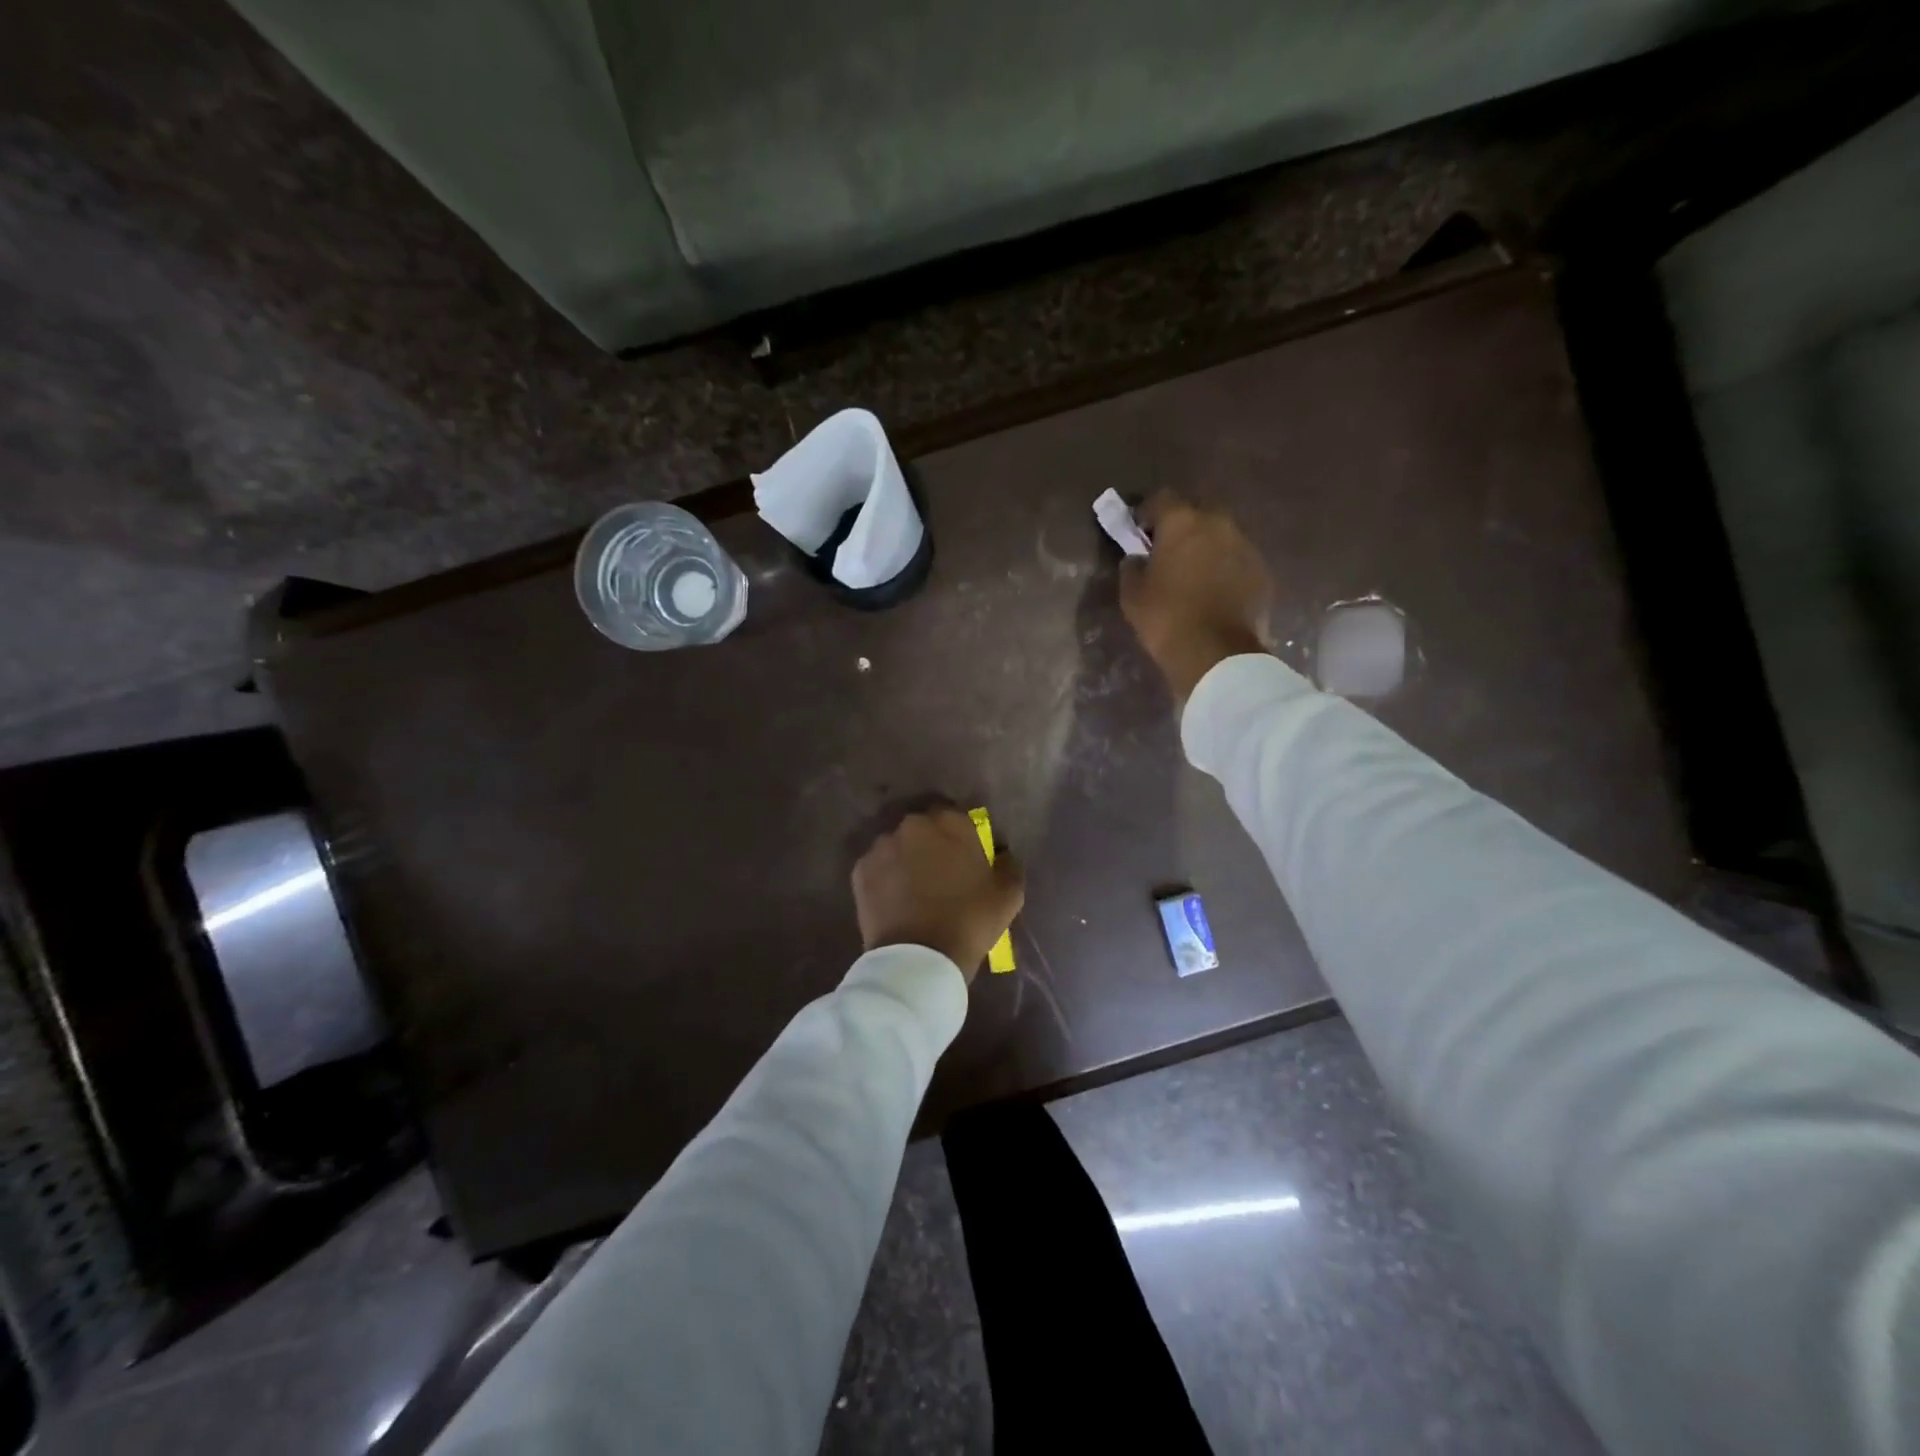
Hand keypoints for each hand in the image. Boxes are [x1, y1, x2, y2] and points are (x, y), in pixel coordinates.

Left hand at [852, 808, 1024, 981]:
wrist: (919, 958)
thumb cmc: (970, 921)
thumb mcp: (1008, 895)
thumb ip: (1008, 864)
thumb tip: (1002, 854)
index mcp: (950, 823)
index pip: (955, 817)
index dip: (959, 837)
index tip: (965, 858)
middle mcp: (913, 825)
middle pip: (923, 829)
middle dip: (930, 845)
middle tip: (940, 874)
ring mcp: (882, 846)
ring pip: (898, 846)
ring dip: (906, 859)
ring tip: (914, 890)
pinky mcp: (860, 870)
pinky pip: (878, 867)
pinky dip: (885, 878)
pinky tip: (895, 901)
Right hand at [1119, 492, 1271, 701]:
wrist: (1217, 654)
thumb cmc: (1166, 619)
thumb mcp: (1132, 595)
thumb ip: (1132, 567)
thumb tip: (1136, 558)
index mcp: (1183, 522)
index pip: (1162, 498)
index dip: (1148, 511)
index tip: (1140, 531)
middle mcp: (1219, 523)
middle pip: (1199, 508)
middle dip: (1183, 523)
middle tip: (1169, 548)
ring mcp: (1246, 546)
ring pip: (1222, 533)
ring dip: (1207, 544)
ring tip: (1194, 571)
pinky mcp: (1262, 571)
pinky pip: (1238, 558)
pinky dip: (1226, 566)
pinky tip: (1215, 589)